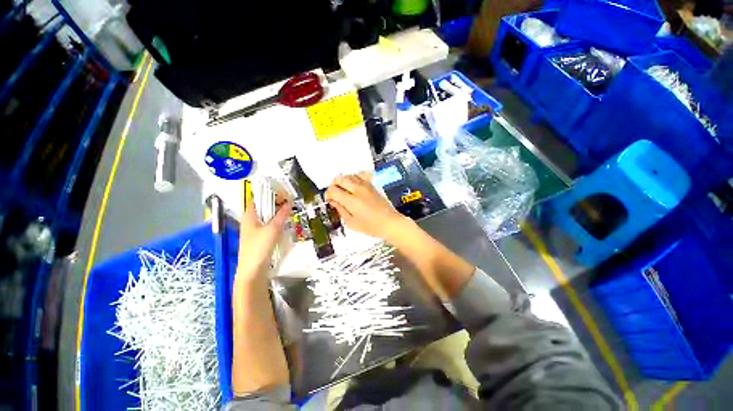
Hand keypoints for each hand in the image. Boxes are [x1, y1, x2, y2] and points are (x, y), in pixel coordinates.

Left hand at [236, 190, 290, 283]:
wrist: (252, 270)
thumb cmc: (259, 247)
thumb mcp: (273, 229)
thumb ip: (281, 215)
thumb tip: (289, 202)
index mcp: (249, 215)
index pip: (258, 198)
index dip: (269, 193)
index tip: (283, 192)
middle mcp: (250, 220)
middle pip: (263, 206)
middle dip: (275, 202)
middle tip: (290, 201)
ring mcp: (254, 229)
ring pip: (266, 215)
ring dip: (277, 212)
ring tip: (289, 209)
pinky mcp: (259, 237)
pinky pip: (268, 224)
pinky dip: (276, 220)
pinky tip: (284, 222)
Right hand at [325, 174, 405, 240]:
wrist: (390, 223)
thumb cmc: (371, 226)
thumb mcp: (352, 223)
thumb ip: (340, 210)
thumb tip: (333, 202)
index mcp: (351, 200)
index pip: (333, 190)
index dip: (328, 194)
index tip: (329, 200)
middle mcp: (358, 189)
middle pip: (339, 178)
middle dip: (333, 185)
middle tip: (334, 195)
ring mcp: (366, 185)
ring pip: (348, 175)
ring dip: (342, 181)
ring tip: (343, 191)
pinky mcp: (371, 185)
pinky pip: (359, 176)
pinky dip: (352, 179)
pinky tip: (353, 187)